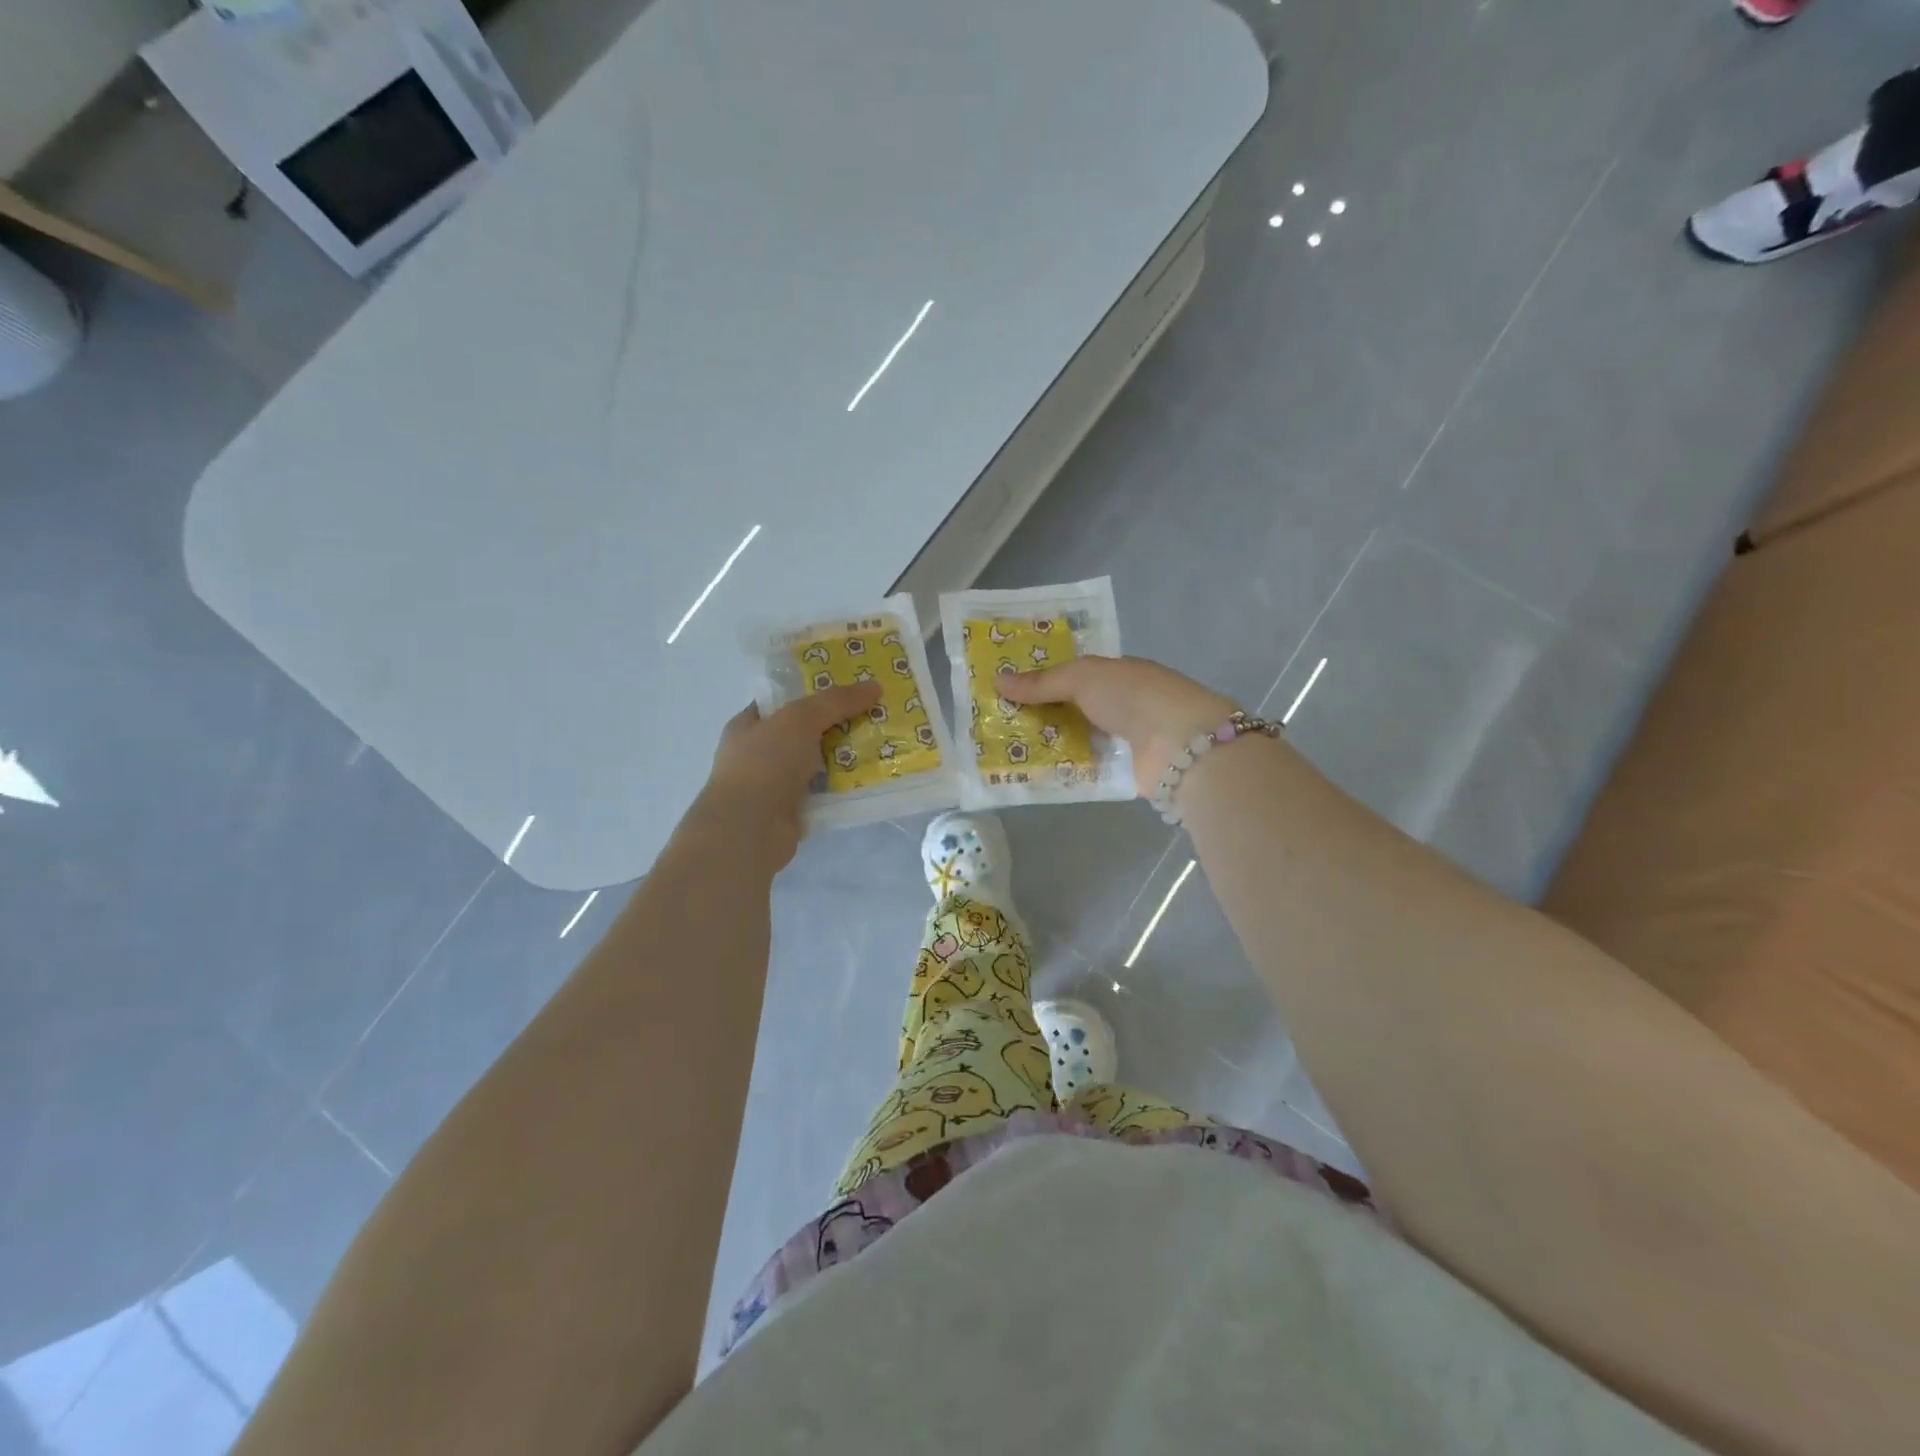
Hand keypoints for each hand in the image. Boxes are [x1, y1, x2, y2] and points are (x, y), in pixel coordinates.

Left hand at [696, 682, 882, 869]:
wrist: (750, 829)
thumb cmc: (765, 763)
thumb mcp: (800, 719)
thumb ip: (836, 701)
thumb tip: (874, 685)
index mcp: (748, 726)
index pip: (782, 703)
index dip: (812, 693)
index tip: (849, 690)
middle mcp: (758, 755)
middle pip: (804, 733)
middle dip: (836, 725)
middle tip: (873, 716)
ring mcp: (773, 786)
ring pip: (816, 764)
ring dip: (843, 758)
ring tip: (880, 745)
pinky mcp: (791, 813)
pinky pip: (823, 793)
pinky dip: (843, 788)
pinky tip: (870, 780)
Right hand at [998, 656, 1236, 796]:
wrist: (1180, 744)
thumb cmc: (1133, 696)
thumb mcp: (1083, 678)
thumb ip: (1042, 682)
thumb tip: (997, 680)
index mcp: (1118, 673)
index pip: (1076, 674)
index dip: (1044, 679)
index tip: (1008, 688)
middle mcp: (1123, 704)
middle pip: (1074, 708)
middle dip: (1040, 713)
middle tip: (997, 721)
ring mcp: (1125, 739)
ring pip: (1078, 738)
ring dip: (1049, 743)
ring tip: (1005, 749)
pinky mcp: (1125, 771)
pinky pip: (1086, 767)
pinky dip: (1065, 768)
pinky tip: (1034, 772)